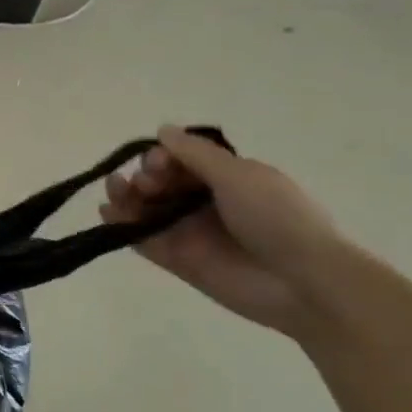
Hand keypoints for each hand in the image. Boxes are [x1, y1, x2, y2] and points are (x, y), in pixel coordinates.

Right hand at [99, 126, 347, 335]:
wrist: (301, 281)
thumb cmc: (277, 219)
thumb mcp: (239, 175)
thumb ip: (195, 154)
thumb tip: (162, 130)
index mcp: (227, 178)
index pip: (182, 160)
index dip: (164, 157)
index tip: (160, 163)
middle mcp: (205, 202)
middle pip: (160, 182)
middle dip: (145, 176)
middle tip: (149, 184)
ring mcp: (189, 232)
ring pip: (146, 209)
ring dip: (126, 196)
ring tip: (115, 192)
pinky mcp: (176, 260)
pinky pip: (142, 239)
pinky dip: (122, 226)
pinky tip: (109, 214)